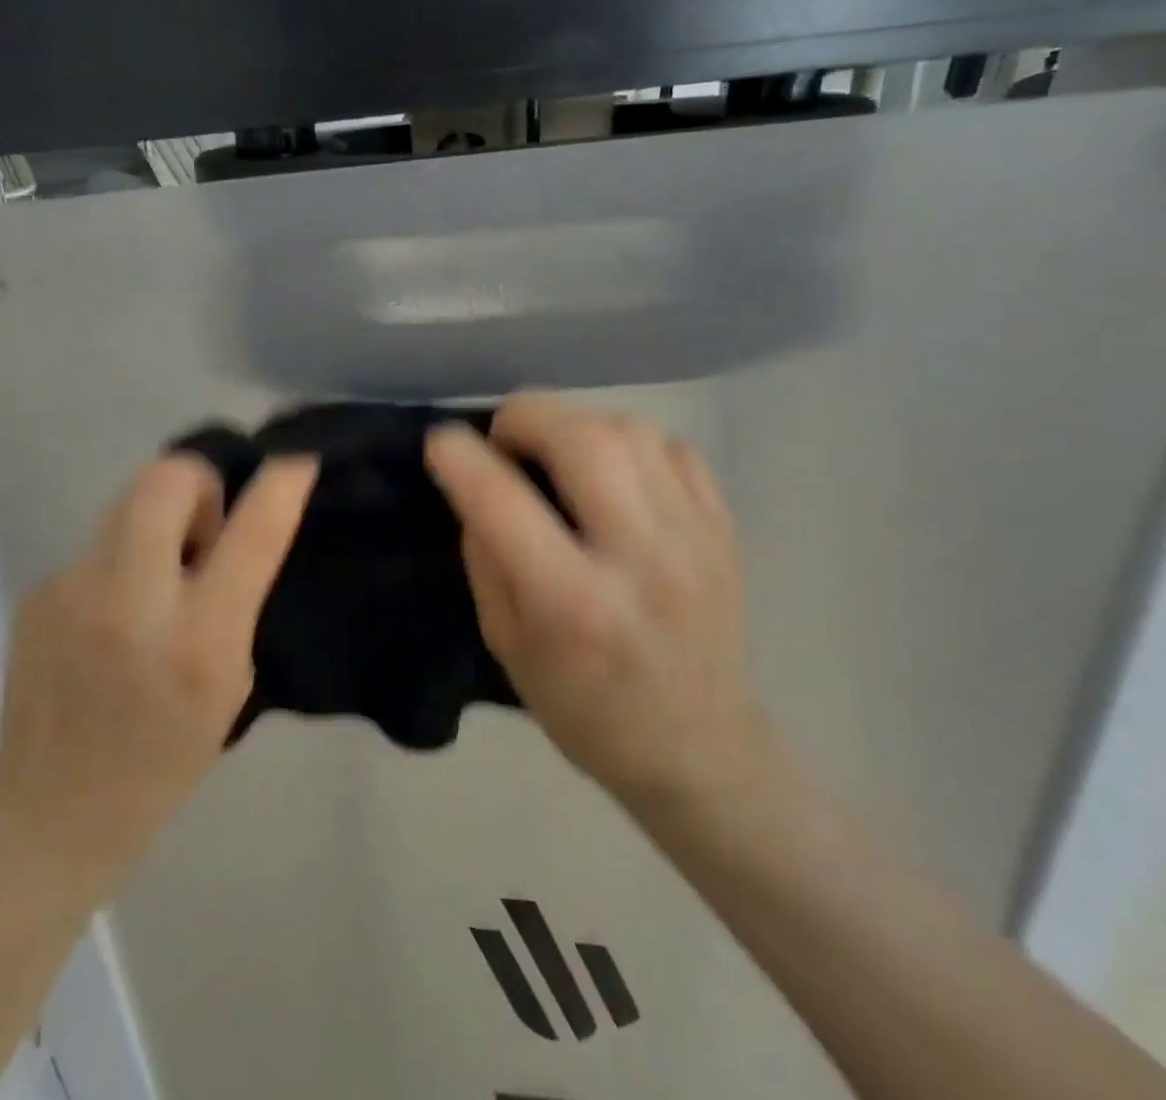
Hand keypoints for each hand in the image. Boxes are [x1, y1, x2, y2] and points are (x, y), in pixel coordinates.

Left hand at [0, 454, 317, 888]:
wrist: (52, 810)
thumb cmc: (163, 758)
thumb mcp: (228, 682)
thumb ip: (234, 600)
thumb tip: (228, 531)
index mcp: (198, 639)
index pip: (252, 534)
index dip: (281, 483)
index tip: (297, 455)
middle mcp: (131, 601)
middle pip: (166, 477)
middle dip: (198, 482)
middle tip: (204, 531)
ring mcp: (72, 589)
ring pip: (126, 499)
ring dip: (157, 517)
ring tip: (158, 570)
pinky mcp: (37, 590)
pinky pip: (96, 542)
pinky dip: (120, 557)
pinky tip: (111, 609)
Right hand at [426, 396, 764, 816]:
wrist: (700, 750)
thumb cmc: (585, 709)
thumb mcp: (507, 645)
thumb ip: (488, 557)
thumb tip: (479, 485)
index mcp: (573, 605)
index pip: (503, 503)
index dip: (460, 458)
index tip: (441, 443)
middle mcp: (640, 560)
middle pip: (584, 439)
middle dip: (527, 415)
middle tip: (504, 437)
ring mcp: (694, 539)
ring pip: (631, 430)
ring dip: (576, 425)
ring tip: (556, 453)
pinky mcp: (724, 530)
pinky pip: (674, 448)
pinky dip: (629, 443)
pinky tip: (612, 474)